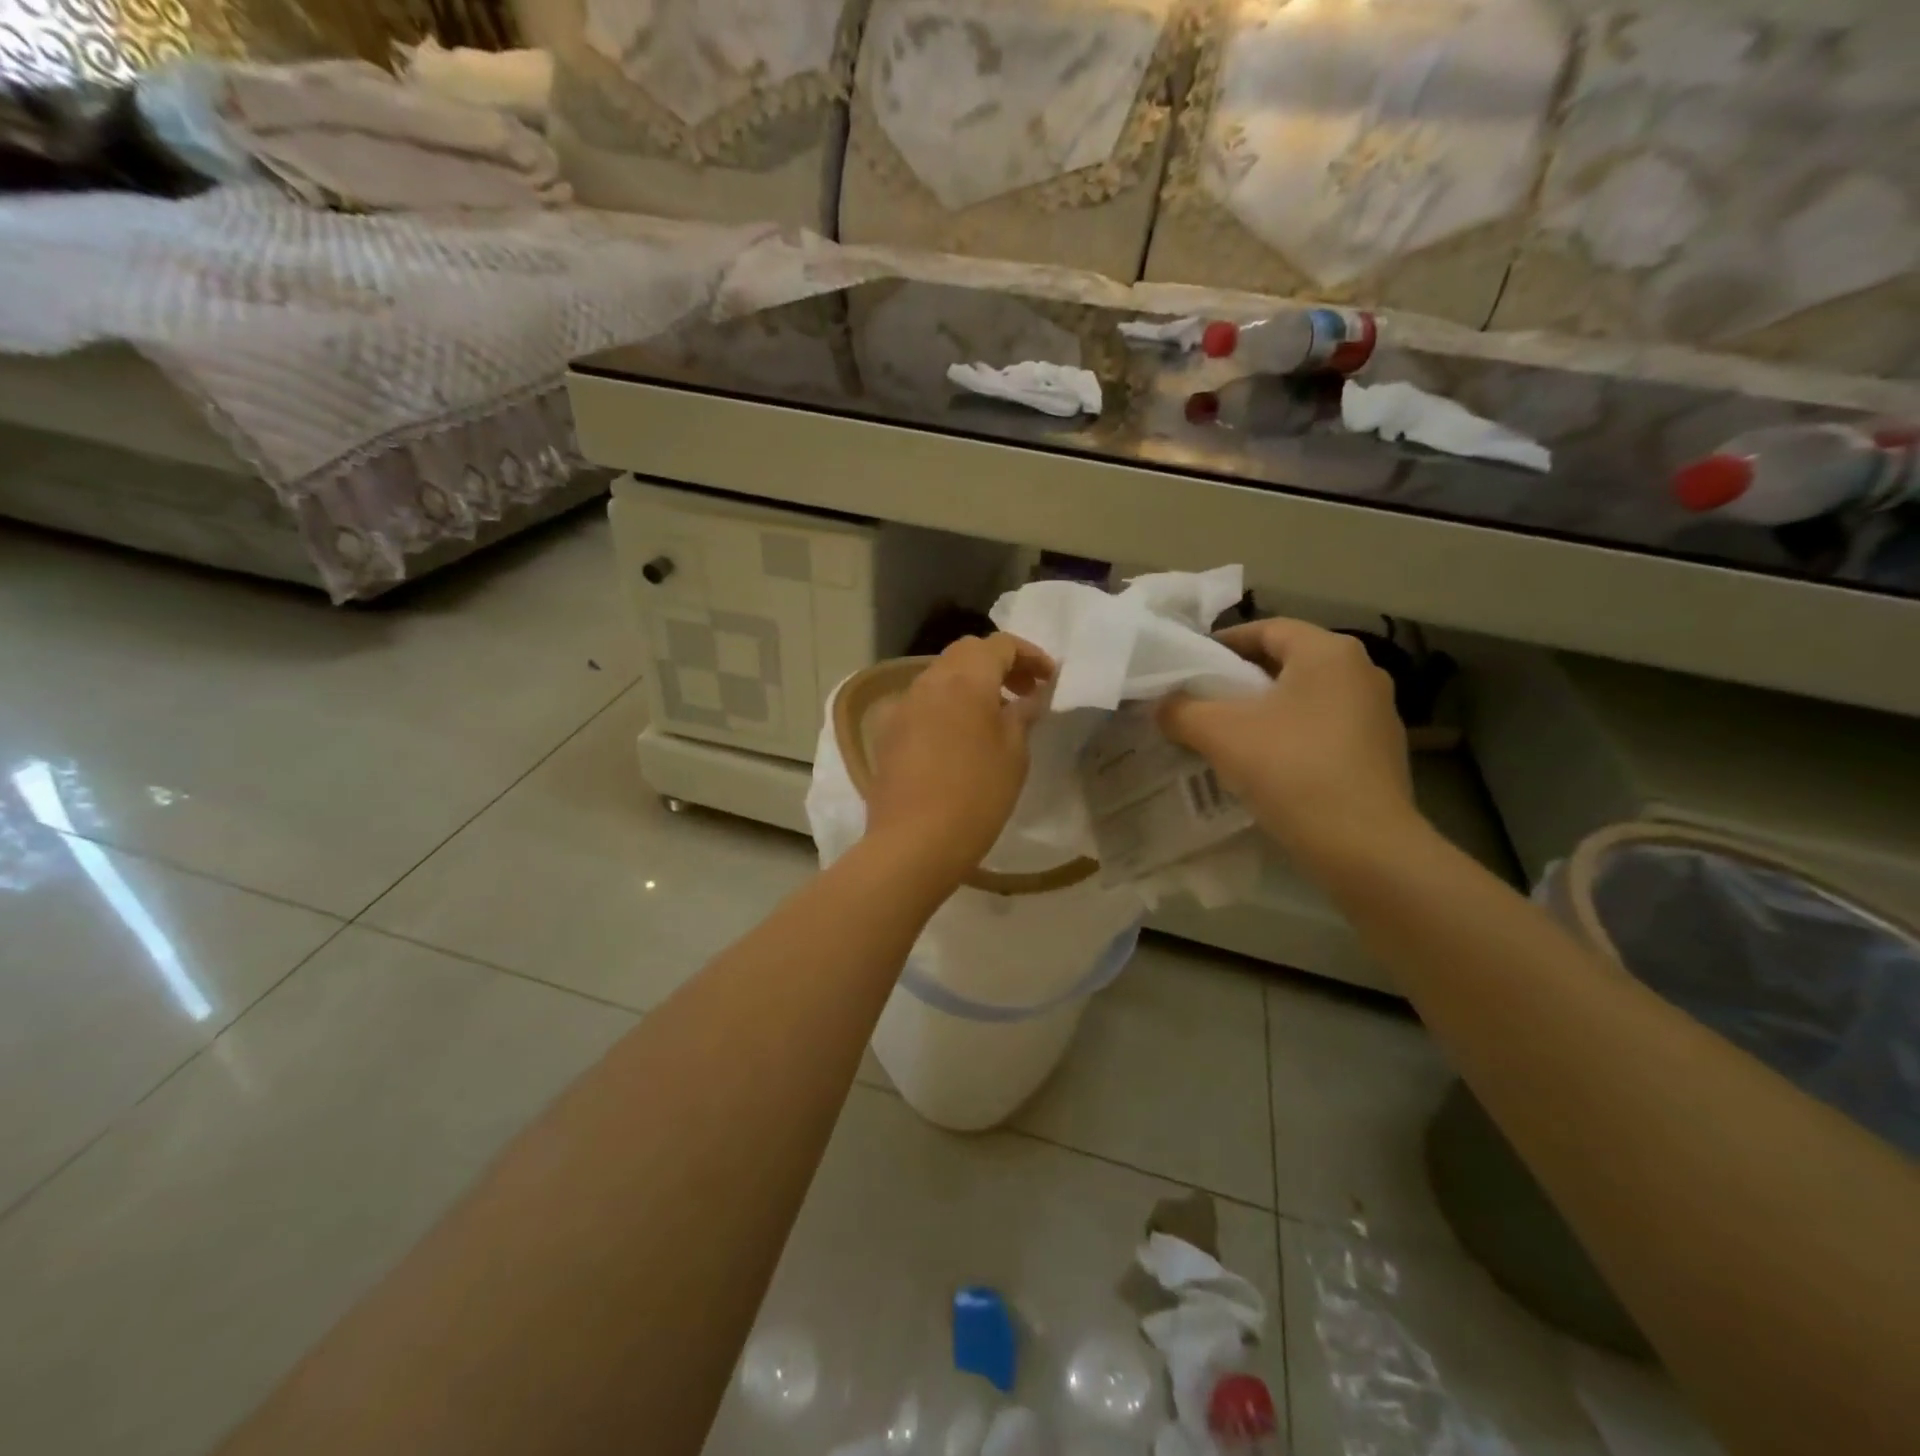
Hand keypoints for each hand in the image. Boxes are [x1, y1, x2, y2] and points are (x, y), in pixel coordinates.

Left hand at [864, 633, 1054, 888]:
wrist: (913, 842)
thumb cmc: (976, 795)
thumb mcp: (1014, 754)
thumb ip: (1022, 715)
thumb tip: (1028, 697)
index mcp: (966, 679)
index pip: (1000, 644)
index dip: (1029, 655)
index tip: (1048, 679)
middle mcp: (929, 681)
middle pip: (966, 653)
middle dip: (999, 664)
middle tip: (1024, 691)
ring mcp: (903, 706)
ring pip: (941, 676)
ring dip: (971, 683)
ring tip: (995, 715)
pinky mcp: (888, 732)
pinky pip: (922, 703)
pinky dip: (946, 705)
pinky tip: (958, 737)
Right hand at [1158, 619, 1418, 874]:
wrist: (1364, 847)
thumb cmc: (1291, 770)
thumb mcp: (1219, 734)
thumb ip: (1181, 710)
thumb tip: (1162, 705)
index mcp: (1328, 653)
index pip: (1266, 629)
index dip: (1222, 643)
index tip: (1190, 666)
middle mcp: (1361, 672)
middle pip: (1286, 662)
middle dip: (1240, 680)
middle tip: (1201, 701)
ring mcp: (1377, 713)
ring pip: (1304, 698)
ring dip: (1264, 710)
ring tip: (1227, 735)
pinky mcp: (1381, 752)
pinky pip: (1323, 729)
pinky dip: (1290, 736)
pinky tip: (1265, 765)